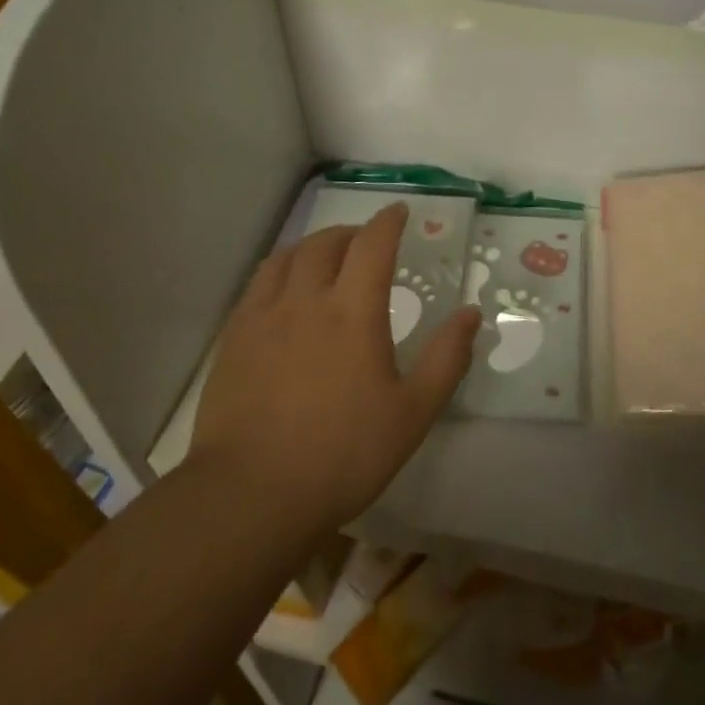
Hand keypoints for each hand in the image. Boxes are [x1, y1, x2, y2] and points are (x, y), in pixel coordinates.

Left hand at [189, 203, 481, 537]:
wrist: (252, 493)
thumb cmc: (343, 454)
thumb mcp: (412, 412)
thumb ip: (447, 358)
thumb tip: (472, 314)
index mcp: (353, 312)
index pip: (373, 245)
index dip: (388, 221)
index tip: (399, 211)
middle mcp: (305, 300)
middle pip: (326, 243)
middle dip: (351, 232)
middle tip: (366, 242)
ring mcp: (262, 316)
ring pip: (287, 258)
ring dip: (313, 246)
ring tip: (325, 258)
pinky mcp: (233, 338)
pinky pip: (257, 284)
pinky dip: (280, 270)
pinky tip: (284, 292)